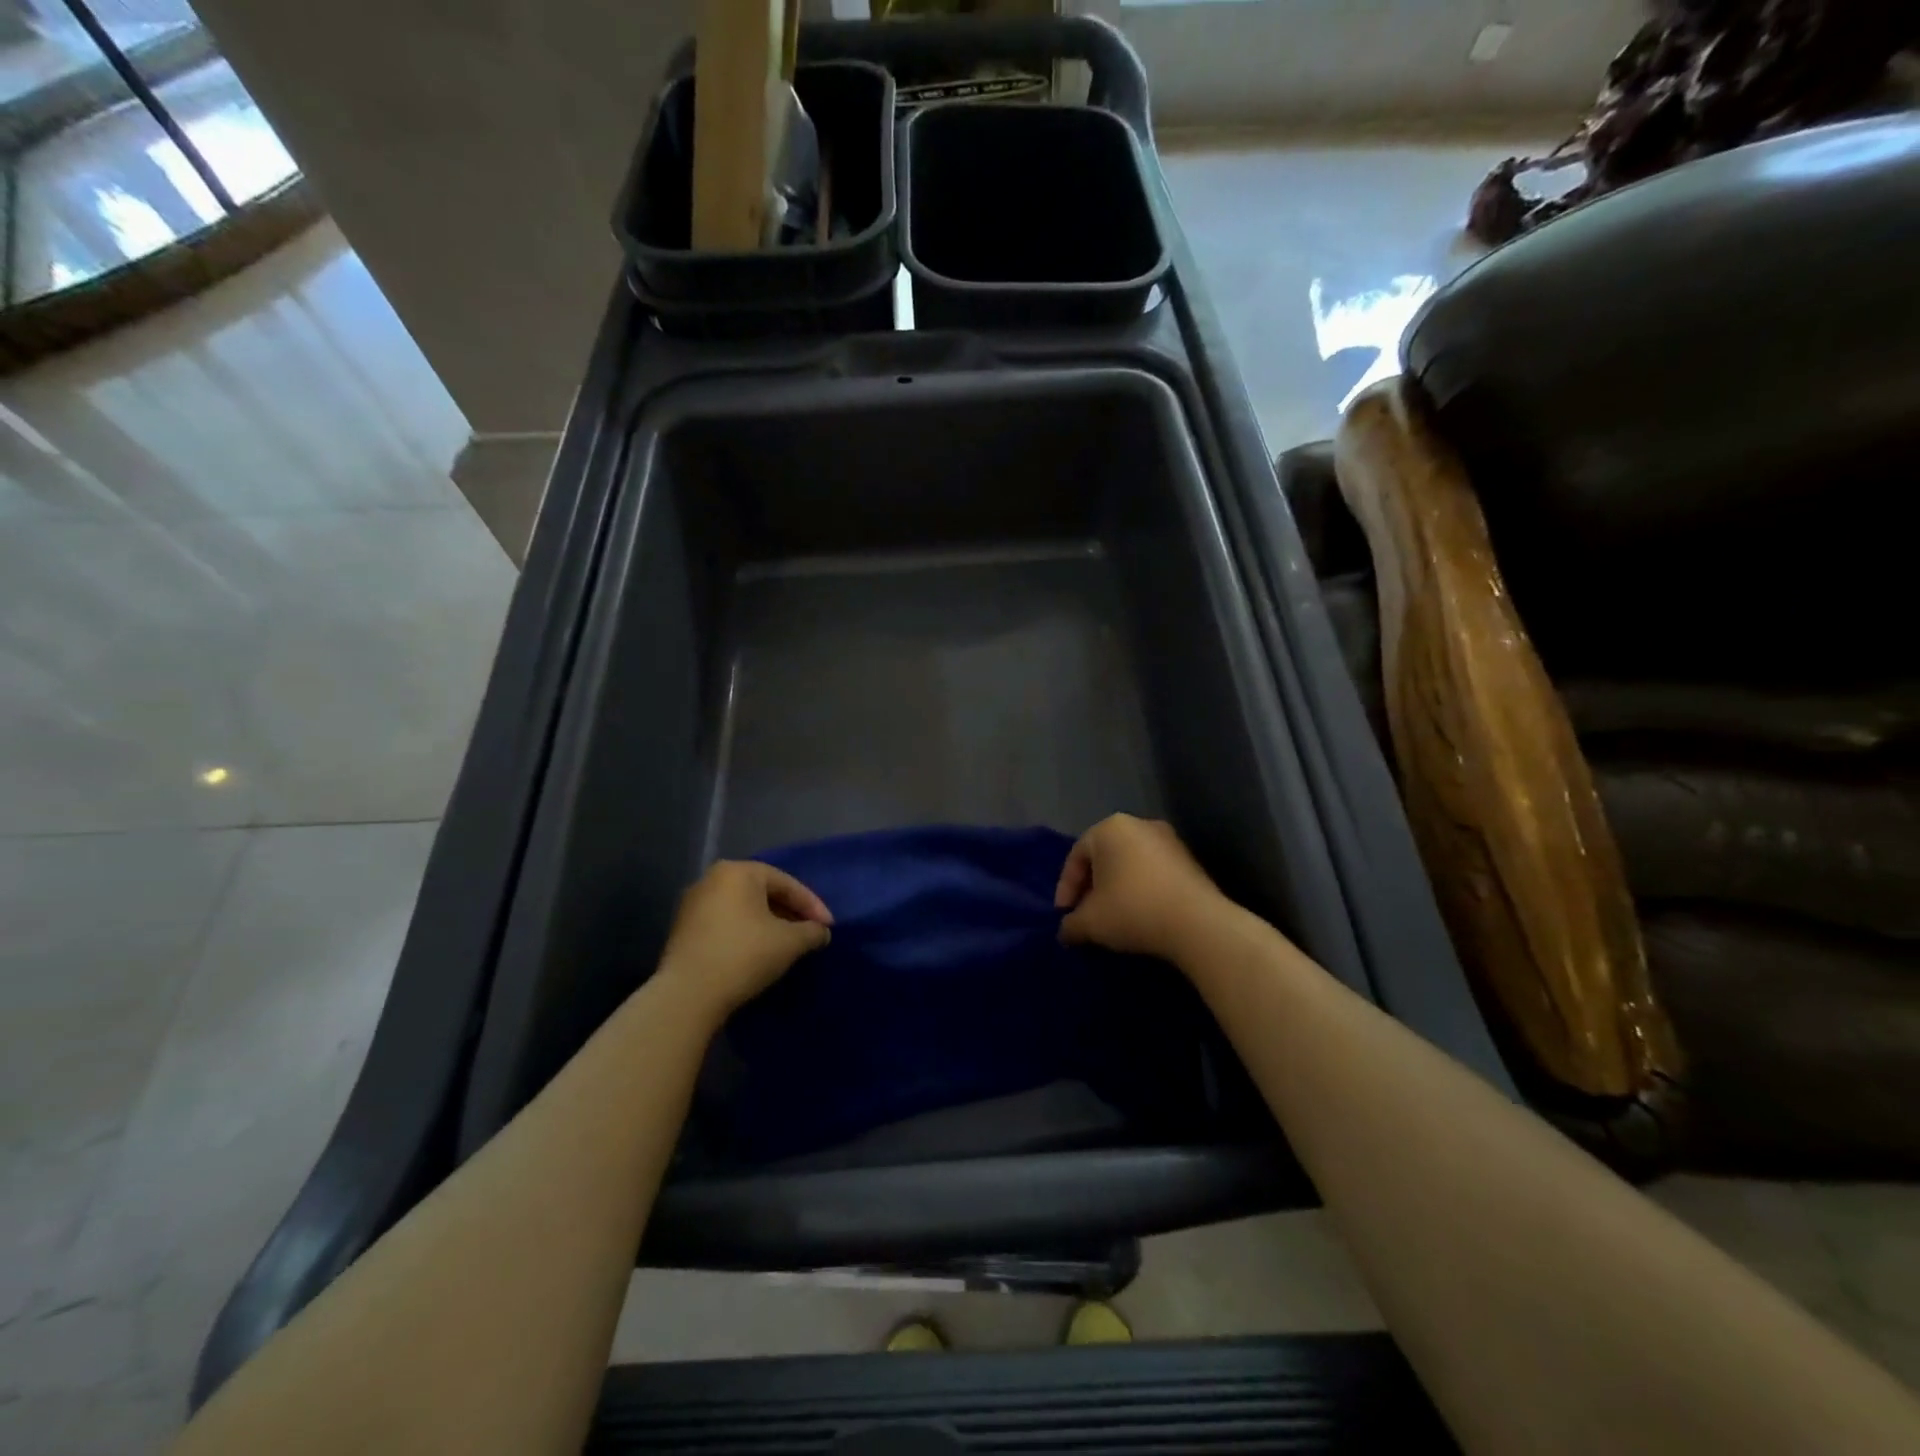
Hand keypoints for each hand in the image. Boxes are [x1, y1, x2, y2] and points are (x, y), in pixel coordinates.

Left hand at [656, 861, 832, 1017]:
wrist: (687, 996)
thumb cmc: (744, 956)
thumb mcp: (789, 943)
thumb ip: (812, 932)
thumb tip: (821, 932)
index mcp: (738, 872)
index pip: (786, 883)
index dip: (812, 905)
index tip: (828, 928)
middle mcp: (712, 879)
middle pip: (763, 892)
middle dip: (790, 912)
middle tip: (809, 933)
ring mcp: (693, 904)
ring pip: (743, 908)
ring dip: (768, 923)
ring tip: (787, 944)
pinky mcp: (683, 929)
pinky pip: (725, 923)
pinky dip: (746, 933)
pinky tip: (758, 952)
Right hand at [1054, 814, 1231, 962]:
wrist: (1198, 923)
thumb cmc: (1133, 910)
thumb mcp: (1090, 922)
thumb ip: (1071, 924)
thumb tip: (1066, 931)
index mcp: (1109, 828)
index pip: (1076, 856)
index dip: (1066, 888)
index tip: (1064, 915)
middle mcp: (1139, 824)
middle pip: (1104, 857)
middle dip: (1091, 887)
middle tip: (1085, 914)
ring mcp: (1168, 839)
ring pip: (1130, 864)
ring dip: (1116, 888)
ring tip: (1112, 917)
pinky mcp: (1189, 859)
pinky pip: (1153, 871)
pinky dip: (1140, 889)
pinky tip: (1139, 914)